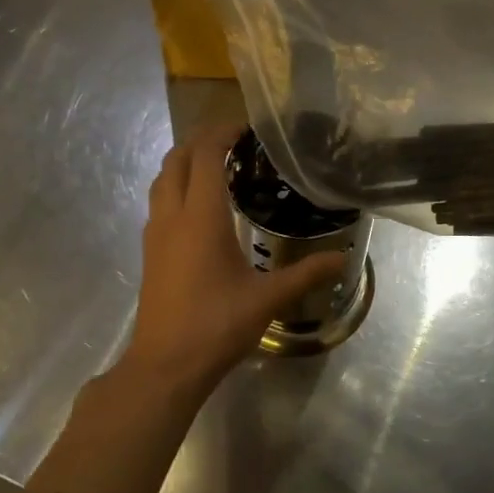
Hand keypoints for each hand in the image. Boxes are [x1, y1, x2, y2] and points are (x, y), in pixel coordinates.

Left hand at [124, 122, 346, 390]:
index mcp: (200, 217)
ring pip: (163, 179)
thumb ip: (306, 274)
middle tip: (235, 140)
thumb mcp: (268, 299)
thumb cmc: (216, 326)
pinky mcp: (150, 251)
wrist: (165, 366)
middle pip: (177, 159)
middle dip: (202, 140)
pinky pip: (160, 201)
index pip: (206, 156)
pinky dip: (177, 185)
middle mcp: (172, 216)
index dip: (222, 133)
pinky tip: (201, 205)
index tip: (247, 126)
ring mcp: (155, 234)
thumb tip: (343, 259)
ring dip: (185, 162)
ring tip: (218, 164)